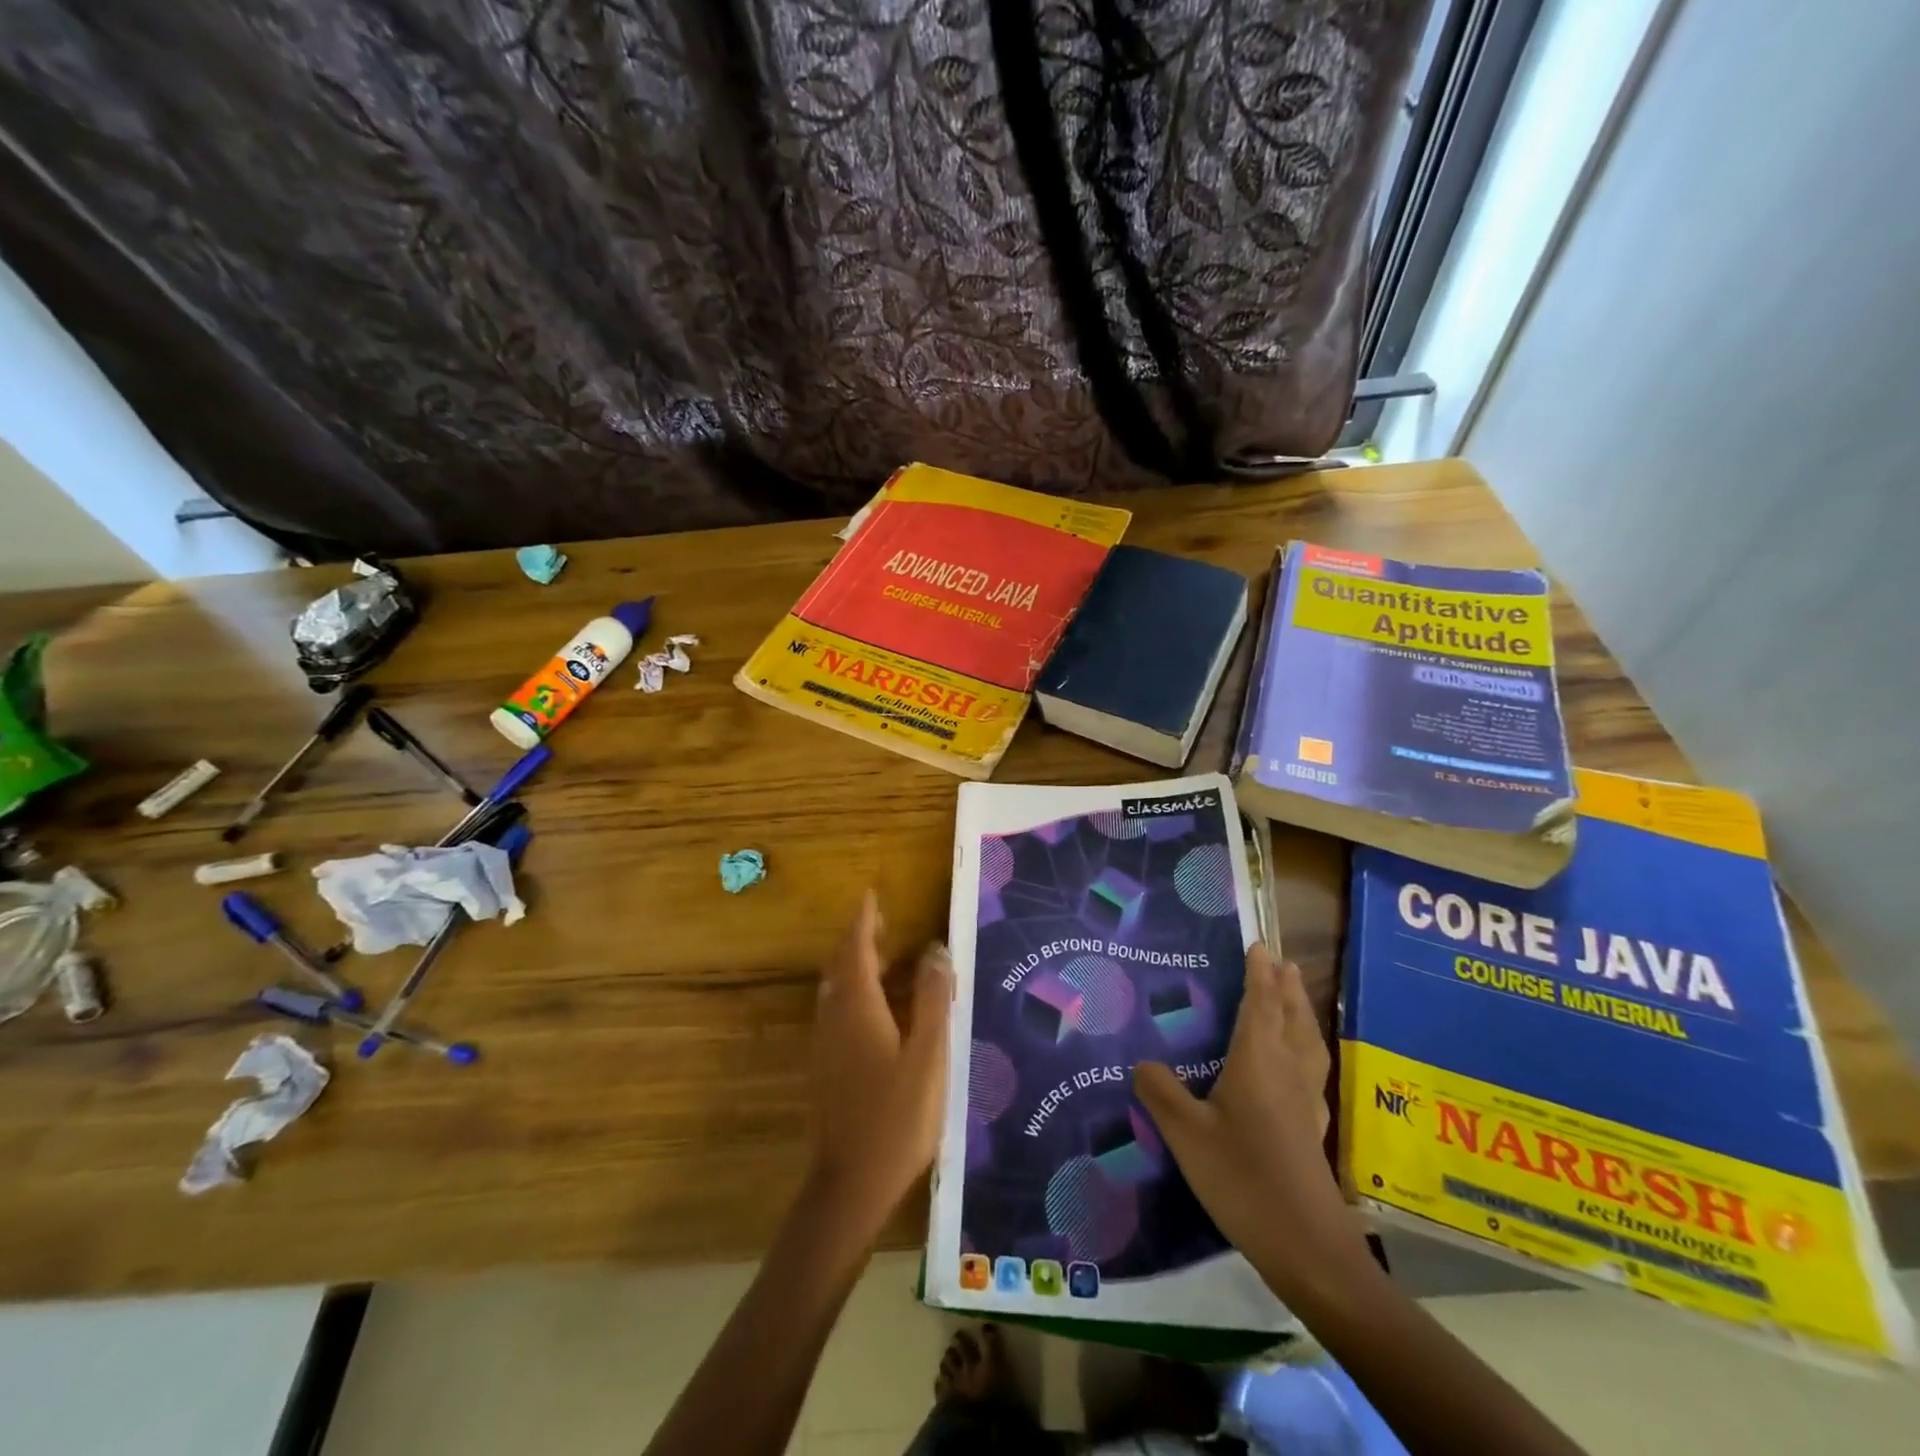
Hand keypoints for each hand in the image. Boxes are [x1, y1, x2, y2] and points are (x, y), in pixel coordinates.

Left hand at [806, 890, 952, 1234]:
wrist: (850, 1185)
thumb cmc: (896, 1118)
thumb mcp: (928, 1056)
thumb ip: (931, 1000)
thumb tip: (935, 950)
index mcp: (858, 1008)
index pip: (856, 949)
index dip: (863, 921)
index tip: (871, 895)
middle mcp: (834, 1018)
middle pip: (841, 966)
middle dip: (859, 939)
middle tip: (884, 923)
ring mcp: (826, 1045)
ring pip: (837, 989)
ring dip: (857, 966)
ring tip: (888, 959)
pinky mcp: (826, 1068)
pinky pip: (838, 1011)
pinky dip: (856, 993)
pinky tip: (881, 1010)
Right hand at [1135, 945, 1369, 1304]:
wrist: (1307, 1247)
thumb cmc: (1243, 1178)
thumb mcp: (1187, 1134)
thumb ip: (1161, 1091)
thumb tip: (1142, 1062)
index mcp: (1259, 1061)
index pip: (1260, 1004)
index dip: (1259, 973)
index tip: (1259, 945)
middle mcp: (1288, 1071)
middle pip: (1292, 1017)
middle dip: (1285, 987)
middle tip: (1282, 961)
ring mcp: (1306, 1102)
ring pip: (1308, 1043)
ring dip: (1301, 1013)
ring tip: (1295, 997)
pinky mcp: (1313, 1130)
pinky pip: (1312, 1070)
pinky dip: (1307, 1049)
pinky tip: (1300, 1067)